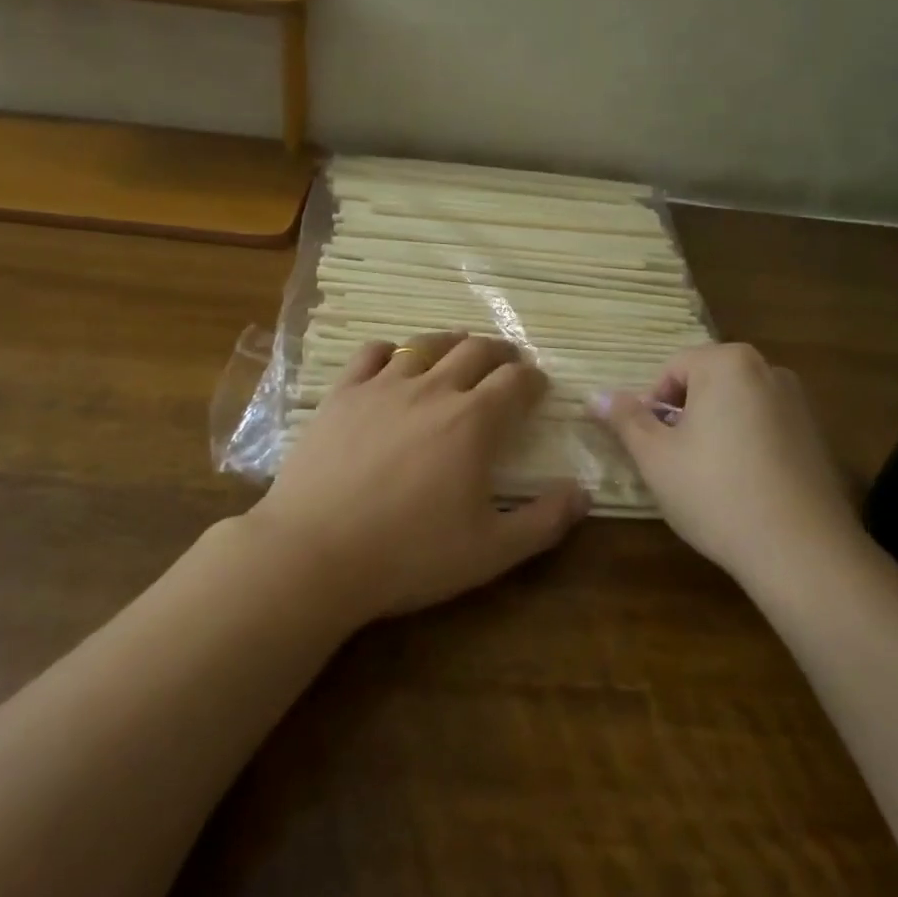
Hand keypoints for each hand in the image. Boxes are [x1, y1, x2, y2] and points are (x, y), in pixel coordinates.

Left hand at [249, 331, 589, 622]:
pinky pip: (370, 353)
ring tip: (460, 346)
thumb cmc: (409, 555)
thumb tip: (583, 494)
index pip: (515, 382)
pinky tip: (393, 359)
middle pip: (475, 351)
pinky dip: (390, 350)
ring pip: (425, 345)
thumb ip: (544, 521)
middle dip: (499, 352)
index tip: (538, 385)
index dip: (533, 379)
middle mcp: (432, 390)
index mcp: (474, 421)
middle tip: (507, 360)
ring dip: (451, 341)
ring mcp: (382, 387)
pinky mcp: (341, 394)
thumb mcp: (490, 551)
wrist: (315, 553)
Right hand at [593, 343, 864, 582]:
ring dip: (713, 432)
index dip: (652, 407)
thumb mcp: (655, 456)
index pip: (672, 369)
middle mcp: (768, 370)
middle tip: (674, 463)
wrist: (801, 551)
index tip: (652, 448)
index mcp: (728, 363)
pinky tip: (742, 489)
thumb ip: (625, 419)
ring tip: (707, 479)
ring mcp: (799, 403)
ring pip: (736, 407)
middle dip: (684, 418)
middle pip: (706, 384)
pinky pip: (765, 428)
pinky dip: (746, 447)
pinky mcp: (816, 437)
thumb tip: (594, 396)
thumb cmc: (715, 492)